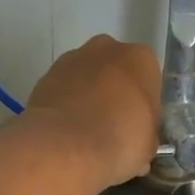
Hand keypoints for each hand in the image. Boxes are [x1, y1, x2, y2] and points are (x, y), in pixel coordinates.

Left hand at [24, 35, 160, 187]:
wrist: (66, 145)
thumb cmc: (121, 139)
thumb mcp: (149, 144)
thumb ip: (146, 134)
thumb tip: (139, 142)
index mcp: (141, 59)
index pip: (148, 79)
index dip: (143, 105)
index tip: (137, 126)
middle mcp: (108, 48)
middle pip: (115, 71)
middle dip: (114, 93)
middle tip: (113, 126)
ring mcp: (73, 59)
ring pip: (87, 77)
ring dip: (88, 97)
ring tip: (86, 133)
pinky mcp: (46, 75)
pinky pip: (64, 90)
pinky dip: (66, 105)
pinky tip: (67, 131)